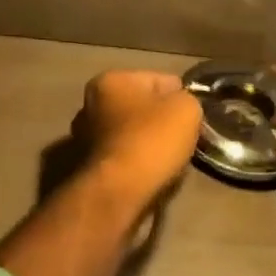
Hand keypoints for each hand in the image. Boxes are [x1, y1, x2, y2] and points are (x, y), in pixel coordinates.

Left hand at [73, 70, 202, 206]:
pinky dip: (135, 165)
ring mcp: (83, 138)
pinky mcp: (86, 169)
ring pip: (130, 134)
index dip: (179, 98)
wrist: (118, 195)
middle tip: (181, 140)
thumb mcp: (186, 109)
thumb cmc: (151, 141)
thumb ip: (186, 100)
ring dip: (147, 145)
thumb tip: (180, 107)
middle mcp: (89, 104)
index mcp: (110, 80)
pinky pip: (122, 159)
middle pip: (140, 108)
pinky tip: (150, 176)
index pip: (158, 80)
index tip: (192, 118)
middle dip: (160, 121)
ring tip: (167, 162)